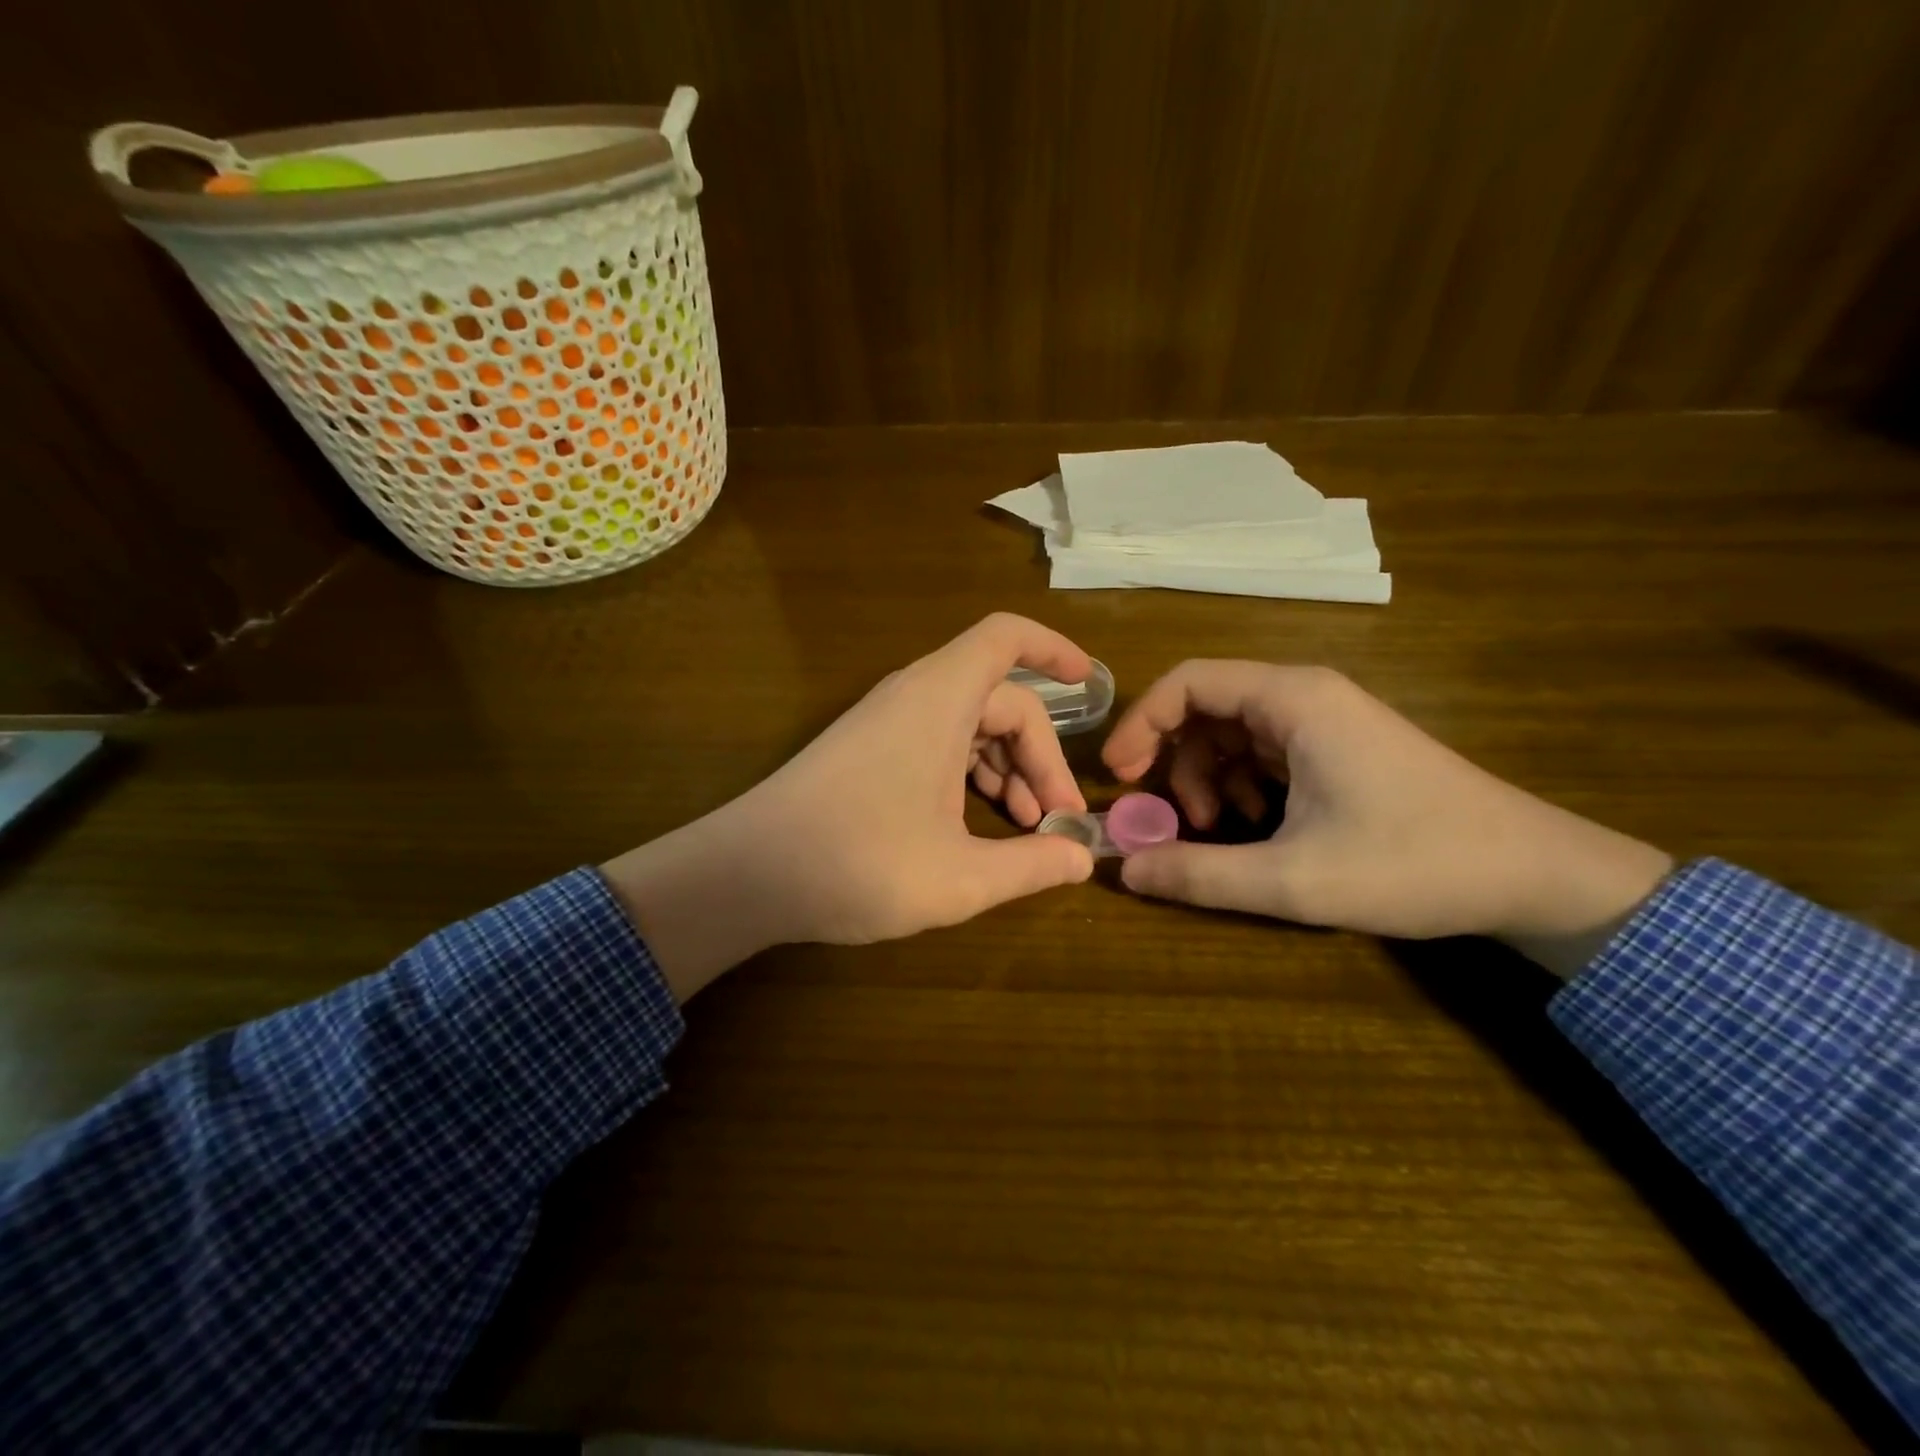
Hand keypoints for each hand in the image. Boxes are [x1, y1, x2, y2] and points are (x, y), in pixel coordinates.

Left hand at [603, 614, 1096, 999]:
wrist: (746, 875)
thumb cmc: (859, 864)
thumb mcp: (960, 876)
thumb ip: (1030, 865)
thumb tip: (1082, 859)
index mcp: (940, 700)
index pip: (1006, 638)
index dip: (1053, 649)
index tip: (1090, 683)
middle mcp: (913, 697)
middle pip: (999, 699)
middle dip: (1040, 754)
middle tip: (1058, 819)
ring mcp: (886, 723)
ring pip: (968, 724)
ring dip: (1006, 768)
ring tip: (1026, 828)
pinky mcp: (867, 750)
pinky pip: (937, 742)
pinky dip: (969, 774)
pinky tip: (978, 826)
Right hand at [1102, 662, 1673, 975]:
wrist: (1536, 875)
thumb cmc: (1415, 864)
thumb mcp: (1295, 879)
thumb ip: (1201, 874)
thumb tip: (1124, 869)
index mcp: (1294, 700)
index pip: (1188, 681)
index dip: (1142, 722)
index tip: (1119, 774)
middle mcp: (1305, 696)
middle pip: (1205, 707)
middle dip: (1174, 761)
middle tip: (1167, 818)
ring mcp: (1324, 721)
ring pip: (1231, 732)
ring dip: (1208, 778)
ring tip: (1220, 832)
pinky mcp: (1337, 747)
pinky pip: (1263, 752)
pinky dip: (1241, 785)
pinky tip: (1257, 828)